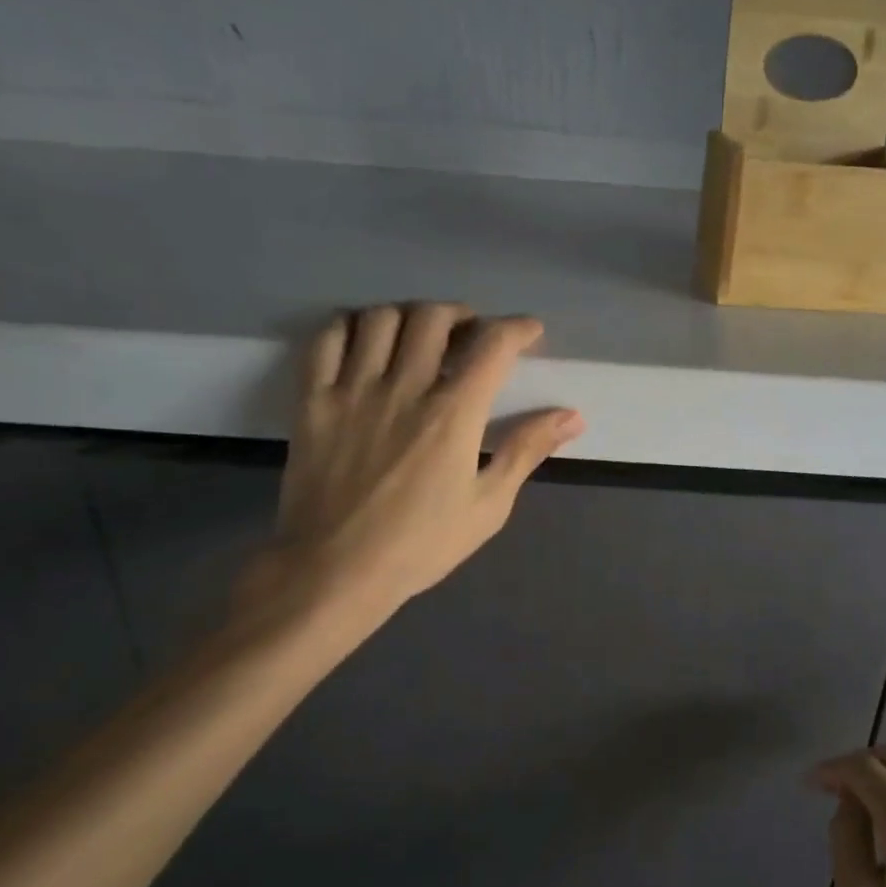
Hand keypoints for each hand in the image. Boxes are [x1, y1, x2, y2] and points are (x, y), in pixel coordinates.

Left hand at [242, 303, 583, 627]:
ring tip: (420, 336)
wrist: (335, 571)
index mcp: (453, 415)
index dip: (517, 328)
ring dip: (409, 316)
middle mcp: (404, 388)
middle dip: (462, 315)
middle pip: (434, 317)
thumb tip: (572, 416)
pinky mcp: (313, 401)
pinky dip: (351, 326)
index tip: (529, 332)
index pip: (492, 345)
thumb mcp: (488, 506)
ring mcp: (352, 390)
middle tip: (471, 335)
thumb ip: (526, 451)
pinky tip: (366, 341)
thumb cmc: (421, 545)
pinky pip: (327, 339)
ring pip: (381, 318)